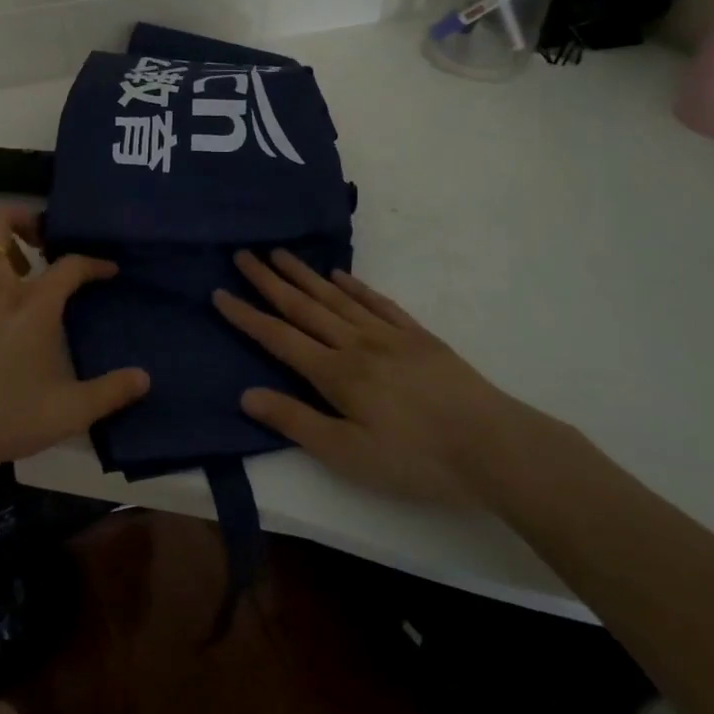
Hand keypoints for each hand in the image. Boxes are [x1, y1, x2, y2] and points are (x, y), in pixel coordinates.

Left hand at [0, 204, 149, 490]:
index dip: (94, 263)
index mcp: (31, 305)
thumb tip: (144, 378)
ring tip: (21, 268)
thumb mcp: (67, 413)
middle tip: (45, 242)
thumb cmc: (2, 418)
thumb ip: (110, 393)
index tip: (108, 270)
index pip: (69, 265)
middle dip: (23, 216)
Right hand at [213, 250, 524, 503]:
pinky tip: (340, 276)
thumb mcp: (349, 454)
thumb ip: (296, 422)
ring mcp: (388, 335)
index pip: (279, 337)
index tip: (220, 292)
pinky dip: (354, 286)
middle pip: (303, 306)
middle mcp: (355, 343)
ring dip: (305, 275)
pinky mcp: (417, 336)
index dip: (246, 316)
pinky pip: (377, 302)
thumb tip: (247, 394)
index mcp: (335, 373)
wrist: (494, 446)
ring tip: (280, 253)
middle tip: (244, 254)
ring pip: (336, 297)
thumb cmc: (416, 460)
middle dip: (269, 281)